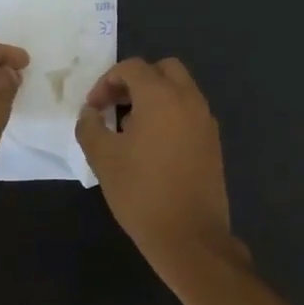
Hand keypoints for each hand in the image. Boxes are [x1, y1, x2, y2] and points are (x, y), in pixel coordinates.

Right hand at [76, 57, 233, 262]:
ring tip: (131, 127)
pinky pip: (190, 111)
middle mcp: (188, 99)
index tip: (94, 108)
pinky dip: (171, 113)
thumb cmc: (141, 193)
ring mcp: (205, 120)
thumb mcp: (103, 159)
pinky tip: (153, 145)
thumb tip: (90, 113)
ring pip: (180, 89)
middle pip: (163, 69)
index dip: (107, 81)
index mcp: (161, 96)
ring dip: (155, 96)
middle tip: (116, 105)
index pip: (133, 67)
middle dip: (136, 80)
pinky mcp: (213, 141)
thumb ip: (90, 127)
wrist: (190, 236)